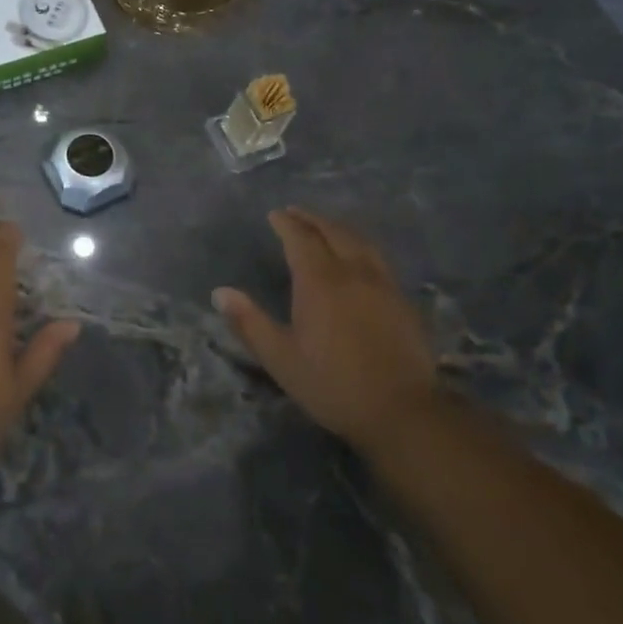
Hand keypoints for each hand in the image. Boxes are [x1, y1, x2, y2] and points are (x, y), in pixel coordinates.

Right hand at [213, 207, 437, 450]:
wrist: (403, 410)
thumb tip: (219, 293)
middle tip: (296, 212)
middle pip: (334, 233)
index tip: (274, 215)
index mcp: (320, 283)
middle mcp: (353, 274)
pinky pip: (378, 258)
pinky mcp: (402, 300)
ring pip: (360, 242)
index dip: (287, 224)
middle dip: (312, 219)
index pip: (301, 240)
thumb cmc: (332, 385)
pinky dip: (360, 245)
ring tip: (325, 226)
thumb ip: (249, 322)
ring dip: (339, 228)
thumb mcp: (280, 359)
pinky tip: (359, 257)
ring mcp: (383, 285)